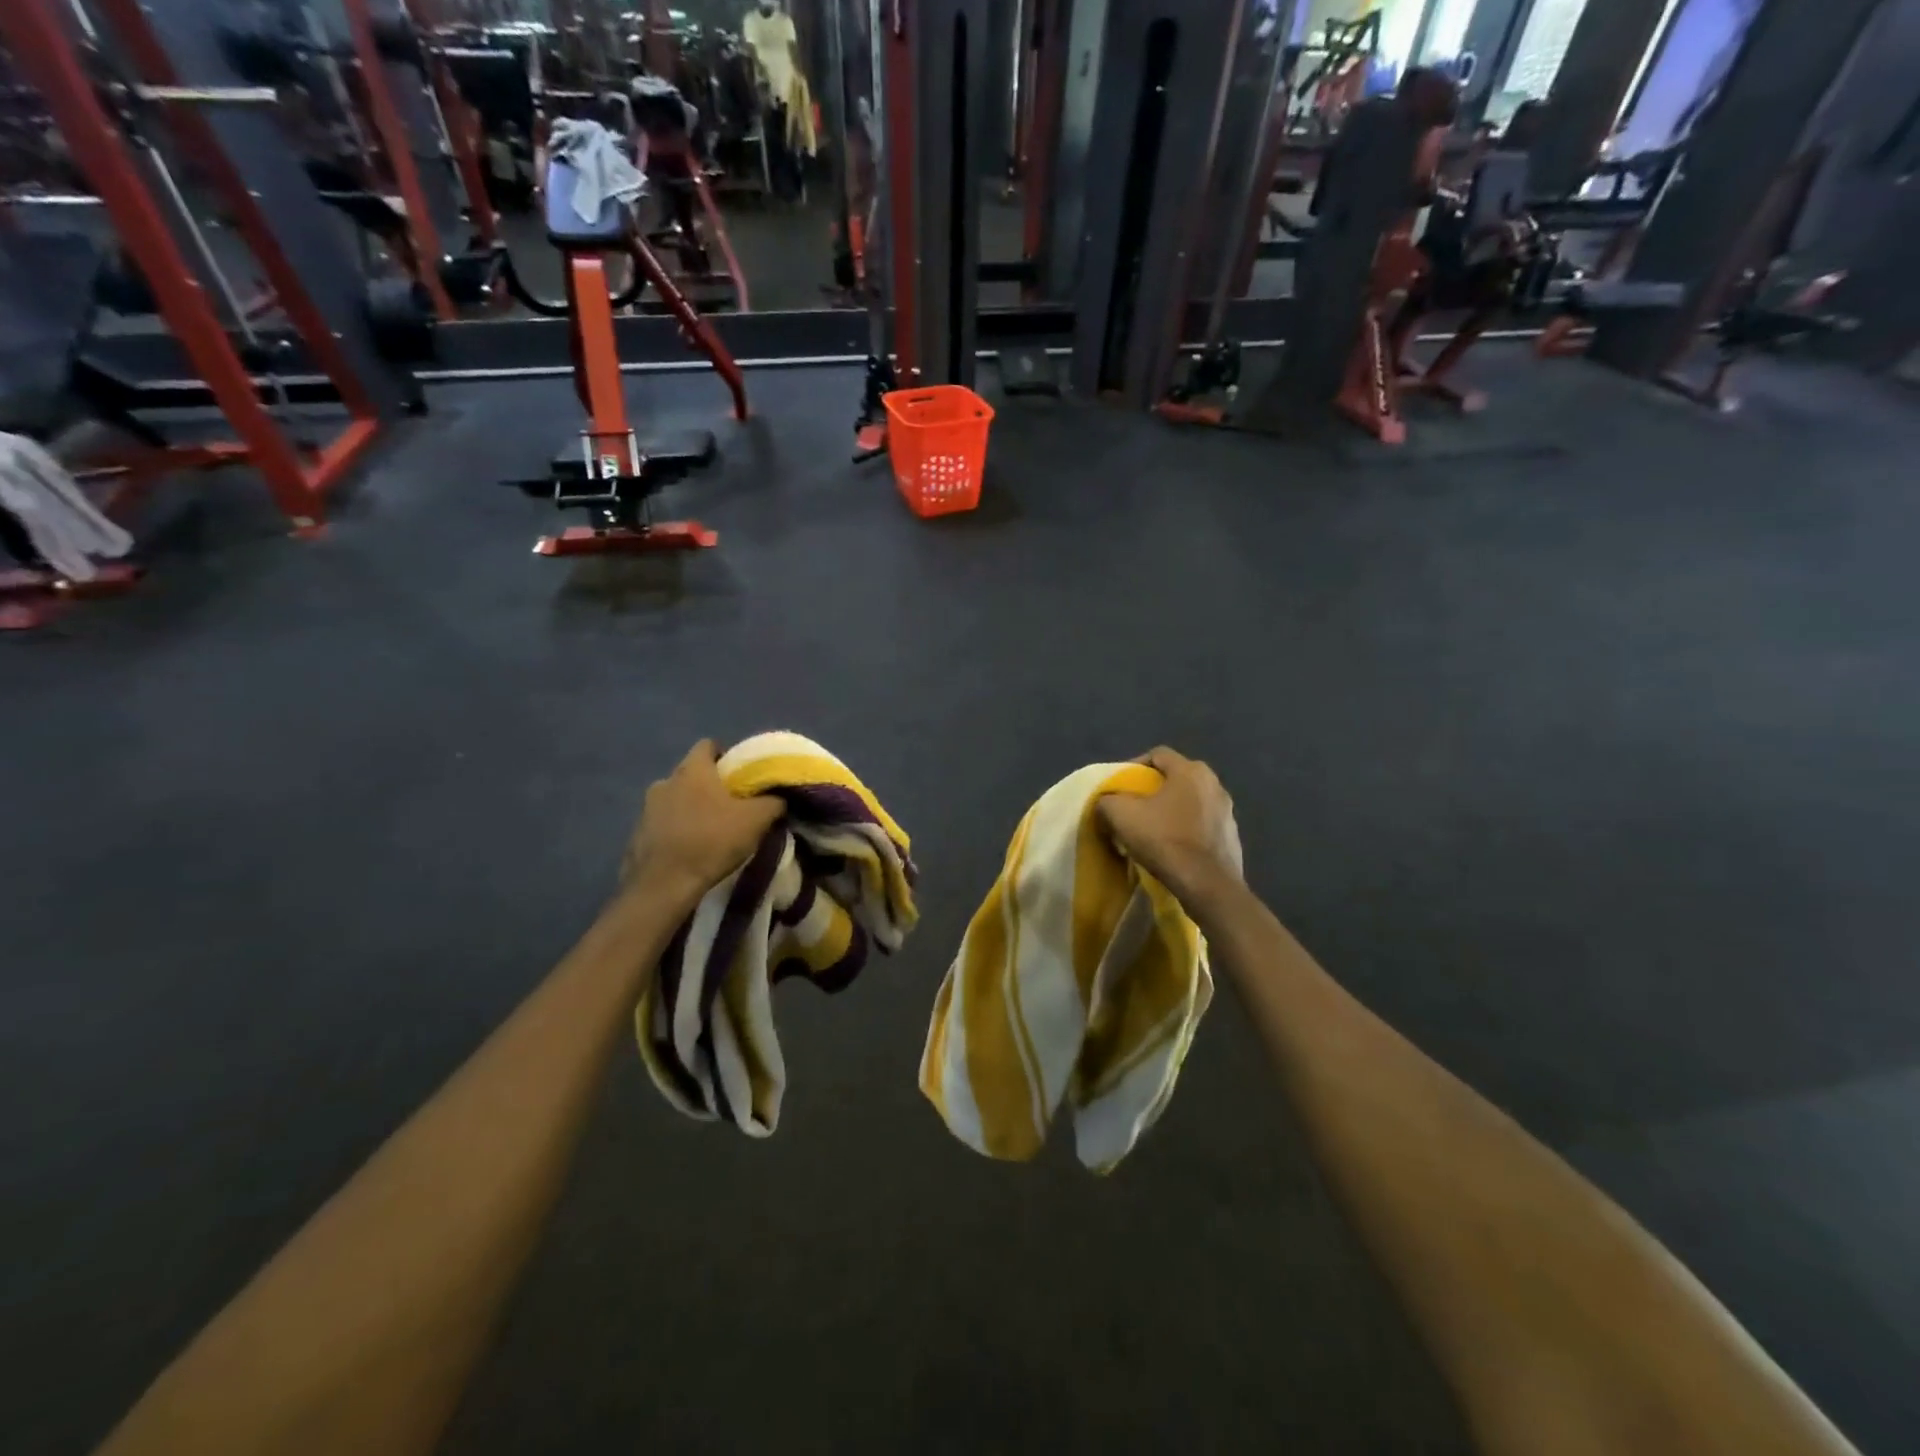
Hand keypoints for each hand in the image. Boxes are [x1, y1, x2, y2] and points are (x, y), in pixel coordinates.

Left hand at [622, 740, 783, 912]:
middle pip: (691, 774)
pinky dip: (676, 831)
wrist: (664, 885)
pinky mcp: (637, 835)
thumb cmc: (712, 840)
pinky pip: (662, 825)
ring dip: (691, 809)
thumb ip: (773, 801)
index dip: (726, 756)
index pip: (708, 745)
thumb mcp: (757, 819)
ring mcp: (646, 809)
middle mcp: (665, 781)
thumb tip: (779, 797)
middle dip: (710, 786)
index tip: (741, 775)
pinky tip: (690, 850)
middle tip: (731, 806)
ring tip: (710, 831)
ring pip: (675, 799)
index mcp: (692, 770)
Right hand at [1099, 747, 1244, 913]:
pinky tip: (1173, 847)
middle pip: (1175, 778)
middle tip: (1133, 806)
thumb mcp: (1121, 815)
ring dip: (1171, 810)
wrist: (1208, 885)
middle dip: (1152, 789)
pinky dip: (1186, 829)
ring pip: (1190, 801)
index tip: (1119, 785)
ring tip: (1152, 828)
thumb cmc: (1165, 840)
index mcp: (1190, 770)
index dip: (1133, 766)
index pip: (1157, 755)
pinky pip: (1202, 824)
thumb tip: (1106, 804)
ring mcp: (1227, 811)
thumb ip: (1107, 800)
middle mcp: (1214, 783)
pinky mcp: (1232, 836)